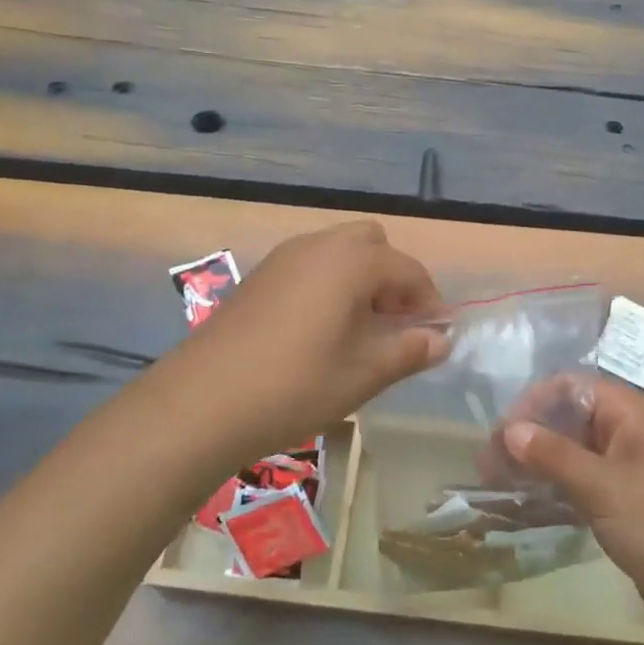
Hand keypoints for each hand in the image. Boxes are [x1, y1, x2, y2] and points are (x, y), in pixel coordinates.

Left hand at [179, 221, 448, 462]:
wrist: (201, 401)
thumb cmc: (295, 385)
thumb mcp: (362, 374)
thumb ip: (408, 351)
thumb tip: (441, 339)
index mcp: (351, 261)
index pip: (407, 269)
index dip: (428, 300)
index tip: (435, 334)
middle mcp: (320, 245)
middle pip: (373, 243)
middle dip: (393, 277)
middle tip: (394, 323)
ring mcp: (285, 257)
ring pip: (339, 249)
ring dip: (361, 277)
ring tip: (360, 329)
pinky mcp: (260, 275)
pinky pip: (311, 263)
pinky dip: (330, 282)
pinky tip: (320, 329)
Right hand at [502, 376, 643, 630]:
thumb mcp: (602, 485)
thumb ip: (553, 455)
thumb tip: (508, 430)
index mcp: (631, 413)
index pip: (571, 388)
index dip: (533, 403)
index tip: (501, 432)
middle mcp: (628, 432)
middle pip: (569, 419)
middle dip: (529, 436)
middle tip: (489, 464)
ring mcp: (627, 469)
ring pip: (572, 453)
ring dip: (536, 463)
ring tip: (497, 483)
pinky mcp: (625, 503)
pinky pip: (581, 483)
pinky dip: (554, 488)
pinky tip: (525, 502)